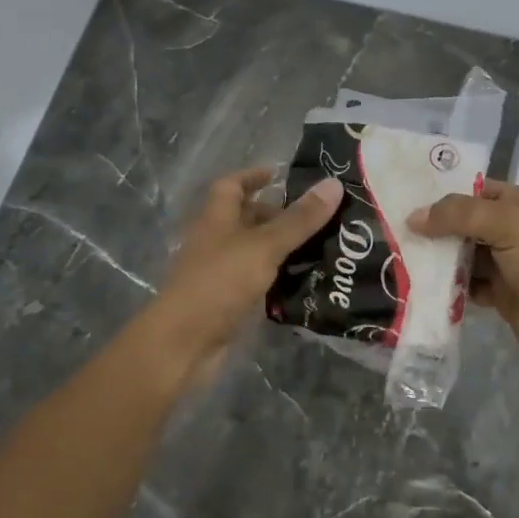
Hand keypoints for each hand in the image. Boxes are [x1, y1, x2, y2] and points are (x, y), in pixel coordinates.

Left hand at [149, 168, 342, 386]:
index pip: (231, 186)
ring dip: (281, 247)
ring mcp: (219, 272)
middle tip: (316, 216)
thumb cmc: (219, 282)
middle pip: (245, 218)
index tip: (280, 174)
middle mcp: (215, 241)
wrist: (185, 343)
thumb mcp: (264, 245)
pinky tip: (305, 281)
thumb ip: (299, 219)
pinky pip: (256, 280)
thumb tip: (334, 183)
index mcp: (216, 218)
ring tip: (322, 245)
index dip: (253, 176)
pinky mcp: (227, 301)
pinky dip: (277, 277)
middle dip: (276, 214)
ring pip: (253, 251)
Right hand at [410, 179, 518, 381]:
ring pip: (461, 256)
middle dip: (432, 228)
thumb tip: (414, 218)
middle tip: (391, 231)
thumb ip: (459, 215)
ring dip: (436, 260)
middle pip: (463, 224)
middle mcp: (510, 230)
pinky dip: (447, 287)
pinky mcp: (500, 295)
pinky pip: (465, 286)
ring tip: (398, 259)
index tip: (403, 199)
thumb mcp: (507, 225)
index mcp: (518, 204)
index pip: (473, 190)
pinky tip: (421, 287)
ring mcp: (505, 264)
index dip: (441, 194)